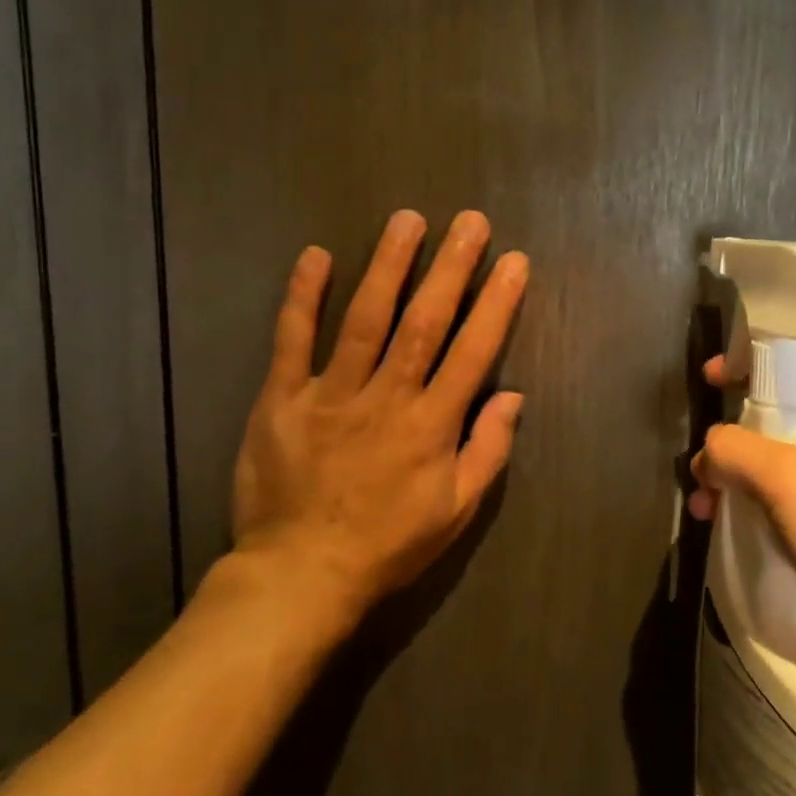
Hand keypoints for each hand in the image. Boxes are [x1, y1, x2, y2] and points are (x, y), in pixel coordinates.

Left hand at [229, 209, 528, 626]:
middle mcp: (386, 398)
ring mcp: (330, 395)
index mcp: (431, 425)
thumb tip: (513, 395)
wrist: (300, 575)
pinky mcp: (281, 399)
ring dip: (389, 266)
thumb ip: (488, 451)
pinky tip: (316, 256)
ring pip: (364, 319)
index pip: (473, 351)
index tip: (513, 262)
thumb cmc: (389, 545)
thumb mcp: (457, 512)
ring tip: (408, 220)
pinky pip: (292, 341)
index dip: (497, 303)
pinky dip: (303, 297)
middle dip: (451, 268)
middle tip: (470, 222)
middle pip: (423, 322)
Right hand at [687, 357, 795, 639]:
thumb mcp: (784, 473)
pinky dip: (754, 508)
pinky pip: (787, 503)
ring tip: (704, 508)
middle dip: (733, 438)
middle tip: (701, 466)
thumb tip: (709, 454)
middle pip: (780, 419)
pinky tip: (727, 529)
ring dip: (736, 479)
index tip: (709, 379)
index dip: (750, 364)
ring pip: (778, 466)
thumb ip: (733, 447)